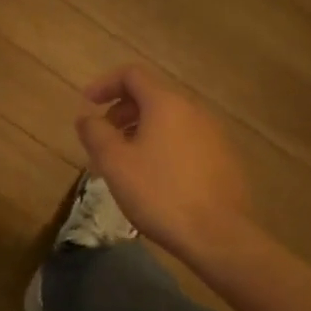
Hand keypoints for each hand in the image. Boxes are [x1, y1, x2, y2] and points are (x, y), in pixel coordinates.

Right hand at [75, 65, 250, 265]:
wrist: (219, 235)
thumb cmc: (159, 193)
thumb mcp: (114, 163)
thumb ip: (95, 133)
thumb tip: (87, 118)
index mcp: (166, 103)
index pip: (132, 74)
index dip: (105, 84)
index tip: (87, 103)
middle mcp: (193, 110)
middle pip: (151, 95)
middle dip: (122, 110)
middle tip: (103, 136)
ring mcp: (213, 134)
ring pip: (169, 119)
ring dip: (141, 129)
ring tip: (125, 160)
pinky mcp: (224, 158)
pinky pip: (185, 139)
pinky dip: (163, 144)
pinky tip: (154, 176)